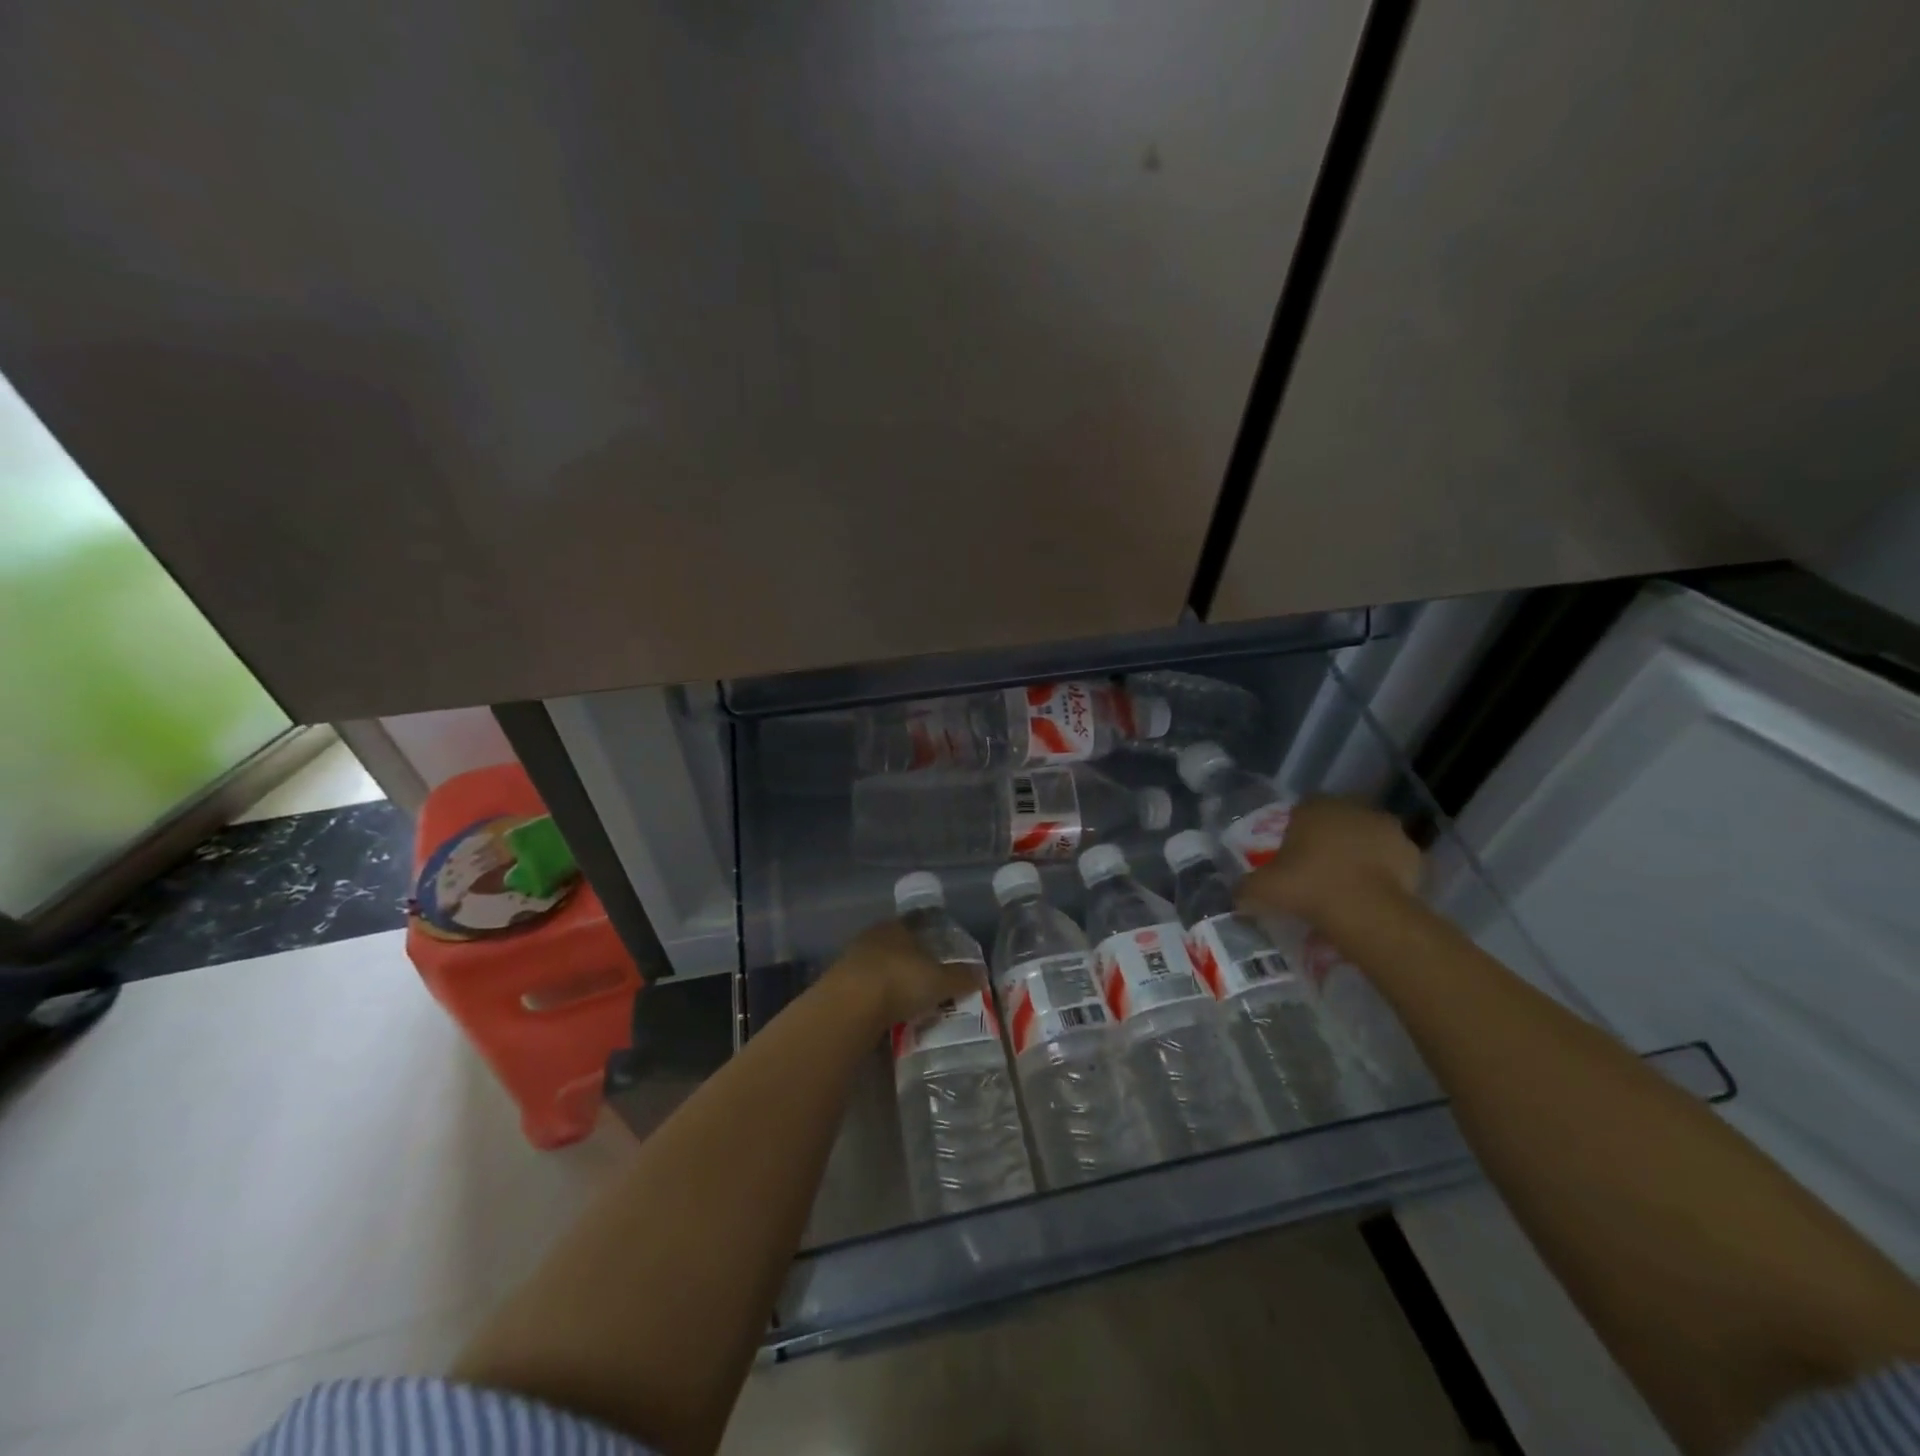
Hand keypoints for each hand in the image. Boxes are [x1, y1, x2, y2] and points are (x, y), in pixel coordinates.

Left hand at [824, 921, 983, 1028]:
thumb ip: (961, 977)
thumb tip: (981, 973)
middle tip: (928, 984)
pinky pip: (864, 991)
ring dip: (890, 983)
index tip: (941, 957)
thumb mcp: (940, 981)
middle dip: (910, 964)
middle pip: (896, 948)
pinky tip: (885, 1017)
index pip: (916, 926)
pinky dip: (875, 1002)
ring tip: (908, 1004)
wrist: (849, 1006)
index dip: (930, 940)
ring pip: (878, 969)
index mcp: (896, 926)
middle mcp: (872, 937)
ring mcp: (851, 960)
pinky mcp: (837, 986)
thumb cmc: (899, 981)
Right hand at [1234, 797, 1422, 925]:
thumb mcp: (1263, 889)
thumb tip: (1236, 894)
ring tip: (1347, 884)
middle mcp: (1352, 808)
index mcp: (1315, 807)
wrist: (1368, 911)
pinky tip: (1372, 894)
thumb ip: (1246, 888)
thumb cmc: (1309, 887)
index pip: (1302, 809)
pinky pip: (1392, 860)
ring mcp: (1387, 828)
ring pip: (1366, 837)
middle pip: (1337, 820)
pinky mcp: (1413, 853)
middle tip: (1318, 870)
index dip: (1296, 831)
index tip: (1292, 856)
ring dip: (1359, 853)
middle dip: (1329, 839)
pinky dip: (1384, 872)